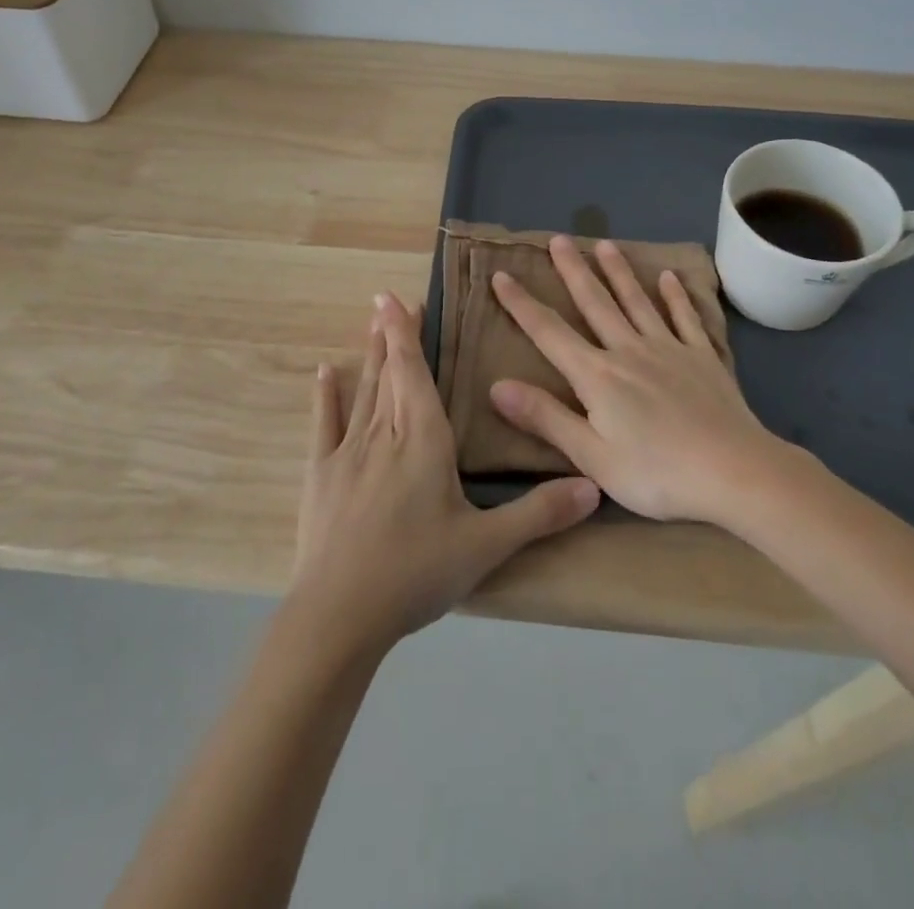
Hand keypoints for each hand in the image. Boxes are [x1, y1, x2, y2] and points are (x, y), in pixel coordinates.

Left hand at [291, 291, 599, 652]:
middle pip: (390, 375)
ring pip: (363, 392)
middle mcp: (384, 434)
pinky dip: (325, 397)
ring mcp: (347, 453)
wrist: (340, 613)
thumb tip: (593, 486)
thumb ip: (539, 513)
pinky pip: (323, 425)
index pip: (415, 373)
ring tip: (369, 324)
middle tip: (387, 301)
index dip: (407, 334)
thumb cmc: (416, 572)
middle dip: (391, 336)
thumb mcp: (486, 546)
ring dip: (368, 357)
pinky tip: (324, 373)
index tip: (396, 299)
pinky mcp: (320, 476)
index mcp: (424, 440)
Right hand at [488, 236, 786, 522]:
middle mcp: (628, 351)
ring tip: (605, 244)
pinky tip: (670, 277)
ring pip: (637, 302)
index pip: (549, 332)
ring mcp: (669, 349)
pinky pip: (685, 319)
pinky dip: (676, 297)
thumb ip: (545, 418)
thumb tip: (496, 386)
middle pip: (595, 303)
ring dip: (619, 272)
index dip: (522, 304)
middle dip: (573, 271)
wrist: (734, 471)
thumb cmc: (656, 473)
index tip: (502, 275)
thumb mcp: (591, 456)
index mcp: (597, 376)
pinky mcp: (702, 358)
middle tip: (559, 239)